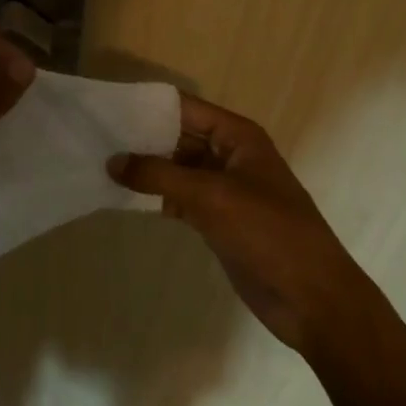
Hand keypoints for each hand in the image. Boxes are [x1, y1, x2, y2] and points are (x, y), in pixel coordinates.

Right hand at [108, 94, 365, 351]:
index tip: (105, 109)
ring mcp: (223, 189)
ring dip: (145, 168)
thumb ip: (159, 176)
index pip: (185, 108)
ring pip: (176, 168)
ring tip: (99, 164)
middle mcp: (229, 155)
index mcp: (238, 136)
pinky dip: (155, 196)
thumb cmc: (269, 233)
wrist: (312, 299)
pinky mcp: (217, 219)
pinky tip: (123, 197)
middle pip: (178, 136)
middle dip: (141, 138)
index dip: (147, 106)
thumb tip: (112, 161)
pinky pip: (179, 197)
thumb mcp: (212, 197)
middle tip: (93, 139)